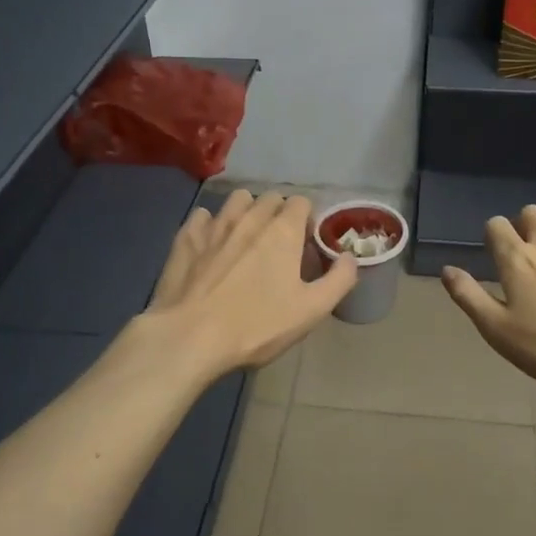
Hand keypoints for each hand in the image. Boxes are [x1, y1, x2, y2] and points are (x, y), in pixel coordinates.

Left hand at [144, 190, 356, 377]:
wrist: (190, 337)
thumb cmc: (257, 325)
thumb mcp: (311, 310)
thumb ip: (339, 280)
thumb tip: (350, 257)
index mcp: (283, 231)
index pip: (301, 202)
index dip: (307, 221)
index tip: (305, 247)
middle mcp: (250, 218)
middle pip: (270, 198)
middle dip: (278, 214)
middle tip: (279, 246)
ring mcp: (214, 225)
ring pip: (236, 200)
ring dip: (246, 212)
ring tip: (247, 239)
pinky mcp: (186, 239)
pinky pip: (202, 217)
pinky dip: (210, 225)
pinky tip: (211, 245)